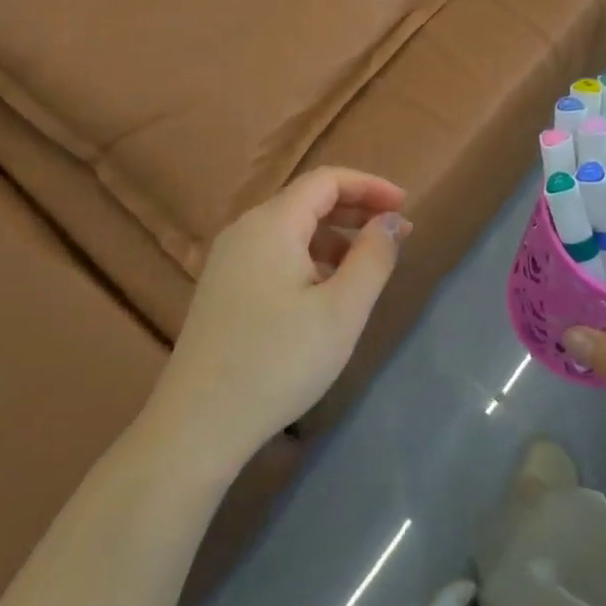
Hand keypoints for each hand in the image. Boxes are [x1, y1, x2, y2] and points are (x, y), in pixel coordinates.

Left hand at [153, 168, 409, 475]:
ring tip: (366, 268)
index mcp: (272, 223)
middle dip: (355, 210)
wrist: (199, 425)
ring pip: (290, 229)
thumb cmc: (279, 361)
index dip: (370, 186)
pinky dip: (309, 257)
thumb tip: (391, 220)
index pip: (326, 180)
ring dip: (333, 237)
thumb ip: (373, 256)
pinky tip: (325, 292)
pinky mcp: (223, 288)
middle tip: (395, 235)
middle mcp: (245, 230)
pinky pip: (274, 253)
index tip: (406, 206)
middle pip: (307, 200)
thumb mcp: (343, 309)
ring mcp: (228, 260)